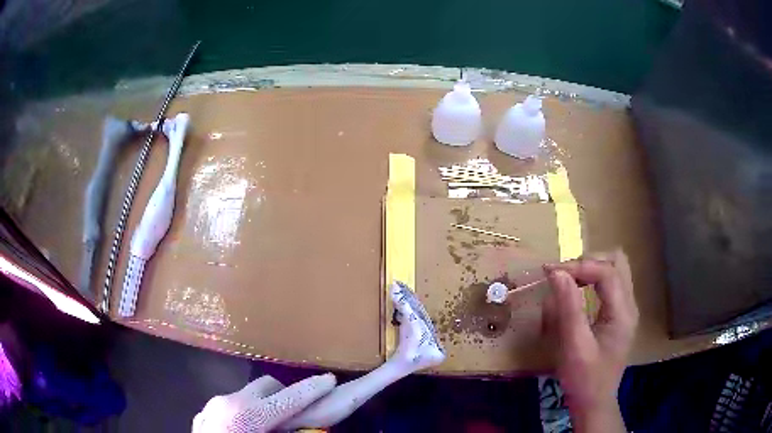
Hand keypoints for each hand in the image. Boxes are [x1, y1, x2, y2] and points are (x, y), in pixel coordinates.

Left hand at [192, 374, 335, 432]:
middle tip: (301, 412)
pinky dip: (246, 414)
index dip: (313, 389)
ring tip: (272, 427)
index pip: (288, 397)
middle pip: (267, 386)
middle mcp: (227, 403)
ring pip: (248, 395)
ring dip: (265, 405)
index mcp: (247, 416)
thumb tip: (313, 429)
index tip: (331, 379)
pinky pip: (231, 406)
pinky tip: (246, 432)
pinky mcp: (203, 415)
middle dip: (288, 394)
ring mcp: (211, 407)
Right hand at [542, 249, 638, 432]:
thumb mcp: (574, 346)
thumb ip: (568, 308)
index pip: (607, 271)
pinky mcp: (618, 315)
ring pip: (614, 269)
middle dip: (587, 262)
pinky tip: (577, 295)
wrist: (594, 403)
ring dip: (590, 269)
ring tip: (567, 282)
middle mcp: (629, 305)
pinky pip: (609, 285)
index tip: (550, 272)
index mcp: (623, 312)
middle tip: (562, 276)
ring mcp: (626, 309)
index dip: (579, 266)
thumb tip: (557, 273)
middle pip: (616, 261)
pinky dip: (592, 281)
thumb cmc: (584, 379)